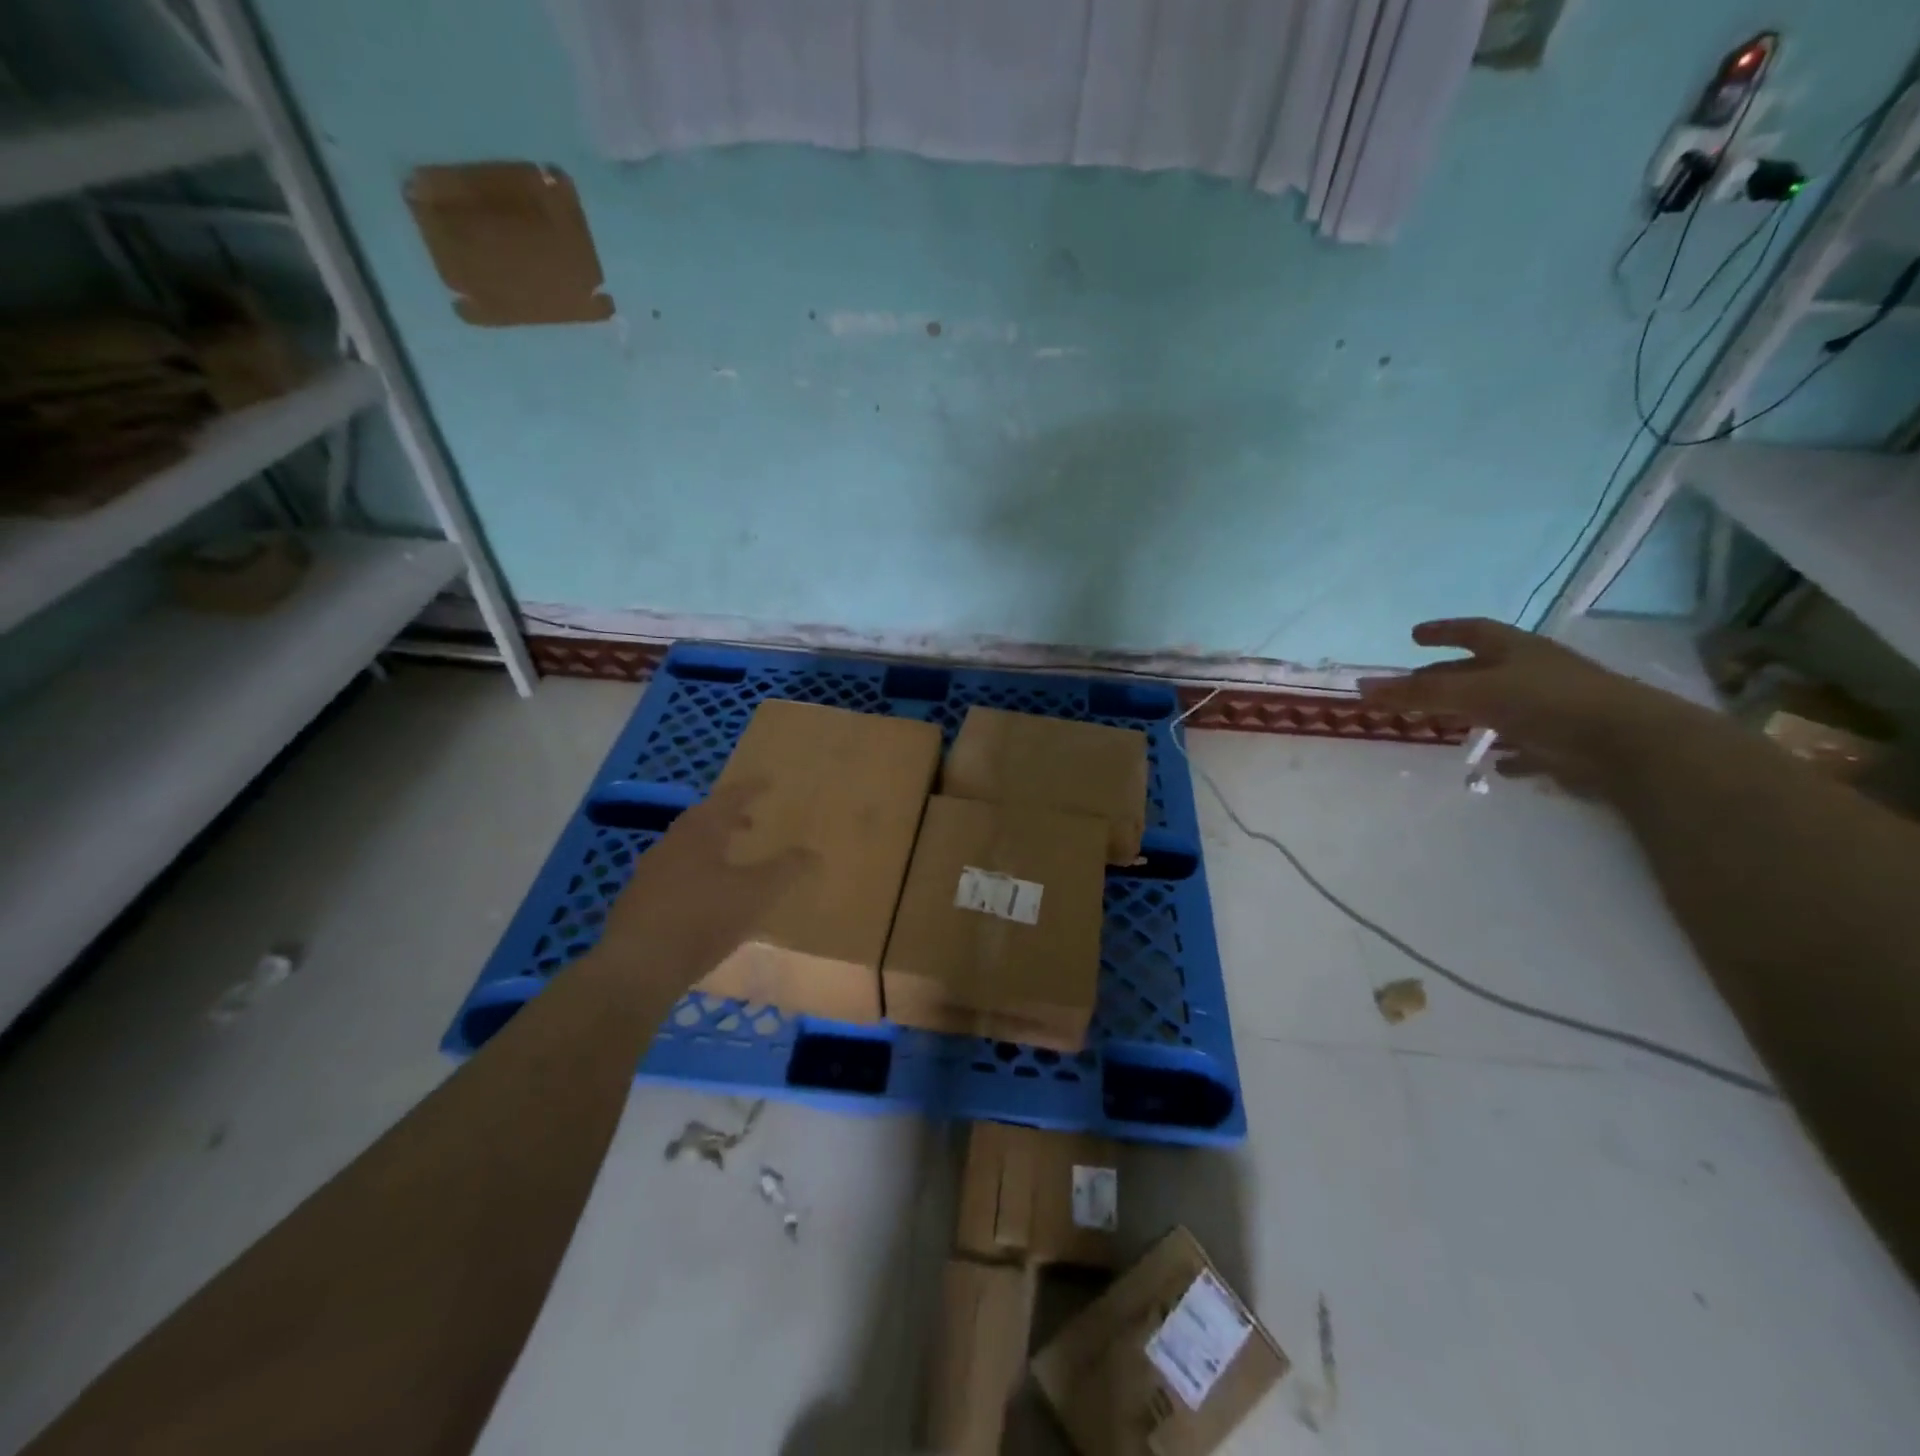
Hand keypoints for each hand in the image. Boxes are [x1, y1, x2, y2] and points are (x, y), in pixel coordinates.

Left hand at [595, 779, 812, 993]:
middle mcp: (672, 843)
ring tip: (733, 859)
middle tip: (751, 822)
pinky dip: (697, 872)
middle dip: (728, 817)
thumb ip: (786, 870)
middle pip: (702, 820)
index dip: (750, 790)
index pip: (728, 798)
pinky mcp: (640, 901)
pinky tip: (708, 895)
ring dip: (711, 845)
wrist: (638, 966)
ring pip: (686, 847)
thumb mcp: (755, 894)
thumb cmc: (702, 919)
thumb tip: (814, 853)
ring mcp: (651, 872)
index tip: (768, 783)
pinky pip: (675, 873)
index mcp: (699, 832)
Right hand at [1359, 618, 1670, 792]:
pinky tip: (1495, 766)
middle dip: (1447, 675)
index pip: (1472, 631)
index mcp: (1516, 651)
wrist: (1629, 745)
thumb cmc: (1548, 703)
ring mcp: (1553, 708)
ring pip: (1504, 706)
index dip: (1442, 631)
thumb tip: (1361, 687)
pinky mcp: (1566, 743)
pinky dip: (1508, 753)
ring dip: (1475, 713)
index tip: (1414, 634)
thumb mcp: (1473, 692)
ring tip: (1445, 725)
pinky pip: (1529, 745)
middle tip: (1414, 684)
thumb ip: (1418, 692)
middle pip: (1482, 669)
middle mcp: (1534, 673)